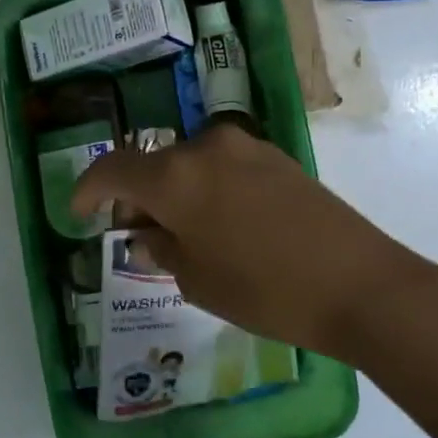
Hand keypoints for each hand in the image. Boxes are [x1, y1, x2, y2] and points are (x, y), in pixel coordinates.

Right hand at [70, 123, 437, 363]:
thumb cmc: (265, 290)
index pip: (113, 170)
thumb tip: (144, 235)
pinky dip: (204, 187)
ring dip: (171, 190)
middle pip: (151, 164)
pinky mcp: (275, 156)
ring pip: (186, 163)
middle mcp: (203, 148)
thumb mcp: (197, 280)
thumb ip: (160, 249)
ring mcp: (244, 147)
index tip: (77, 210)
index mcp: (174, 176)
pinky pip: (220, 166)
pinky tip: (216, 221)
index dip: (88, 189)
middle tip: (134, 231)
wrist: (361, 284)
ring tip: (177, 230)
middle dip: (134, 195)